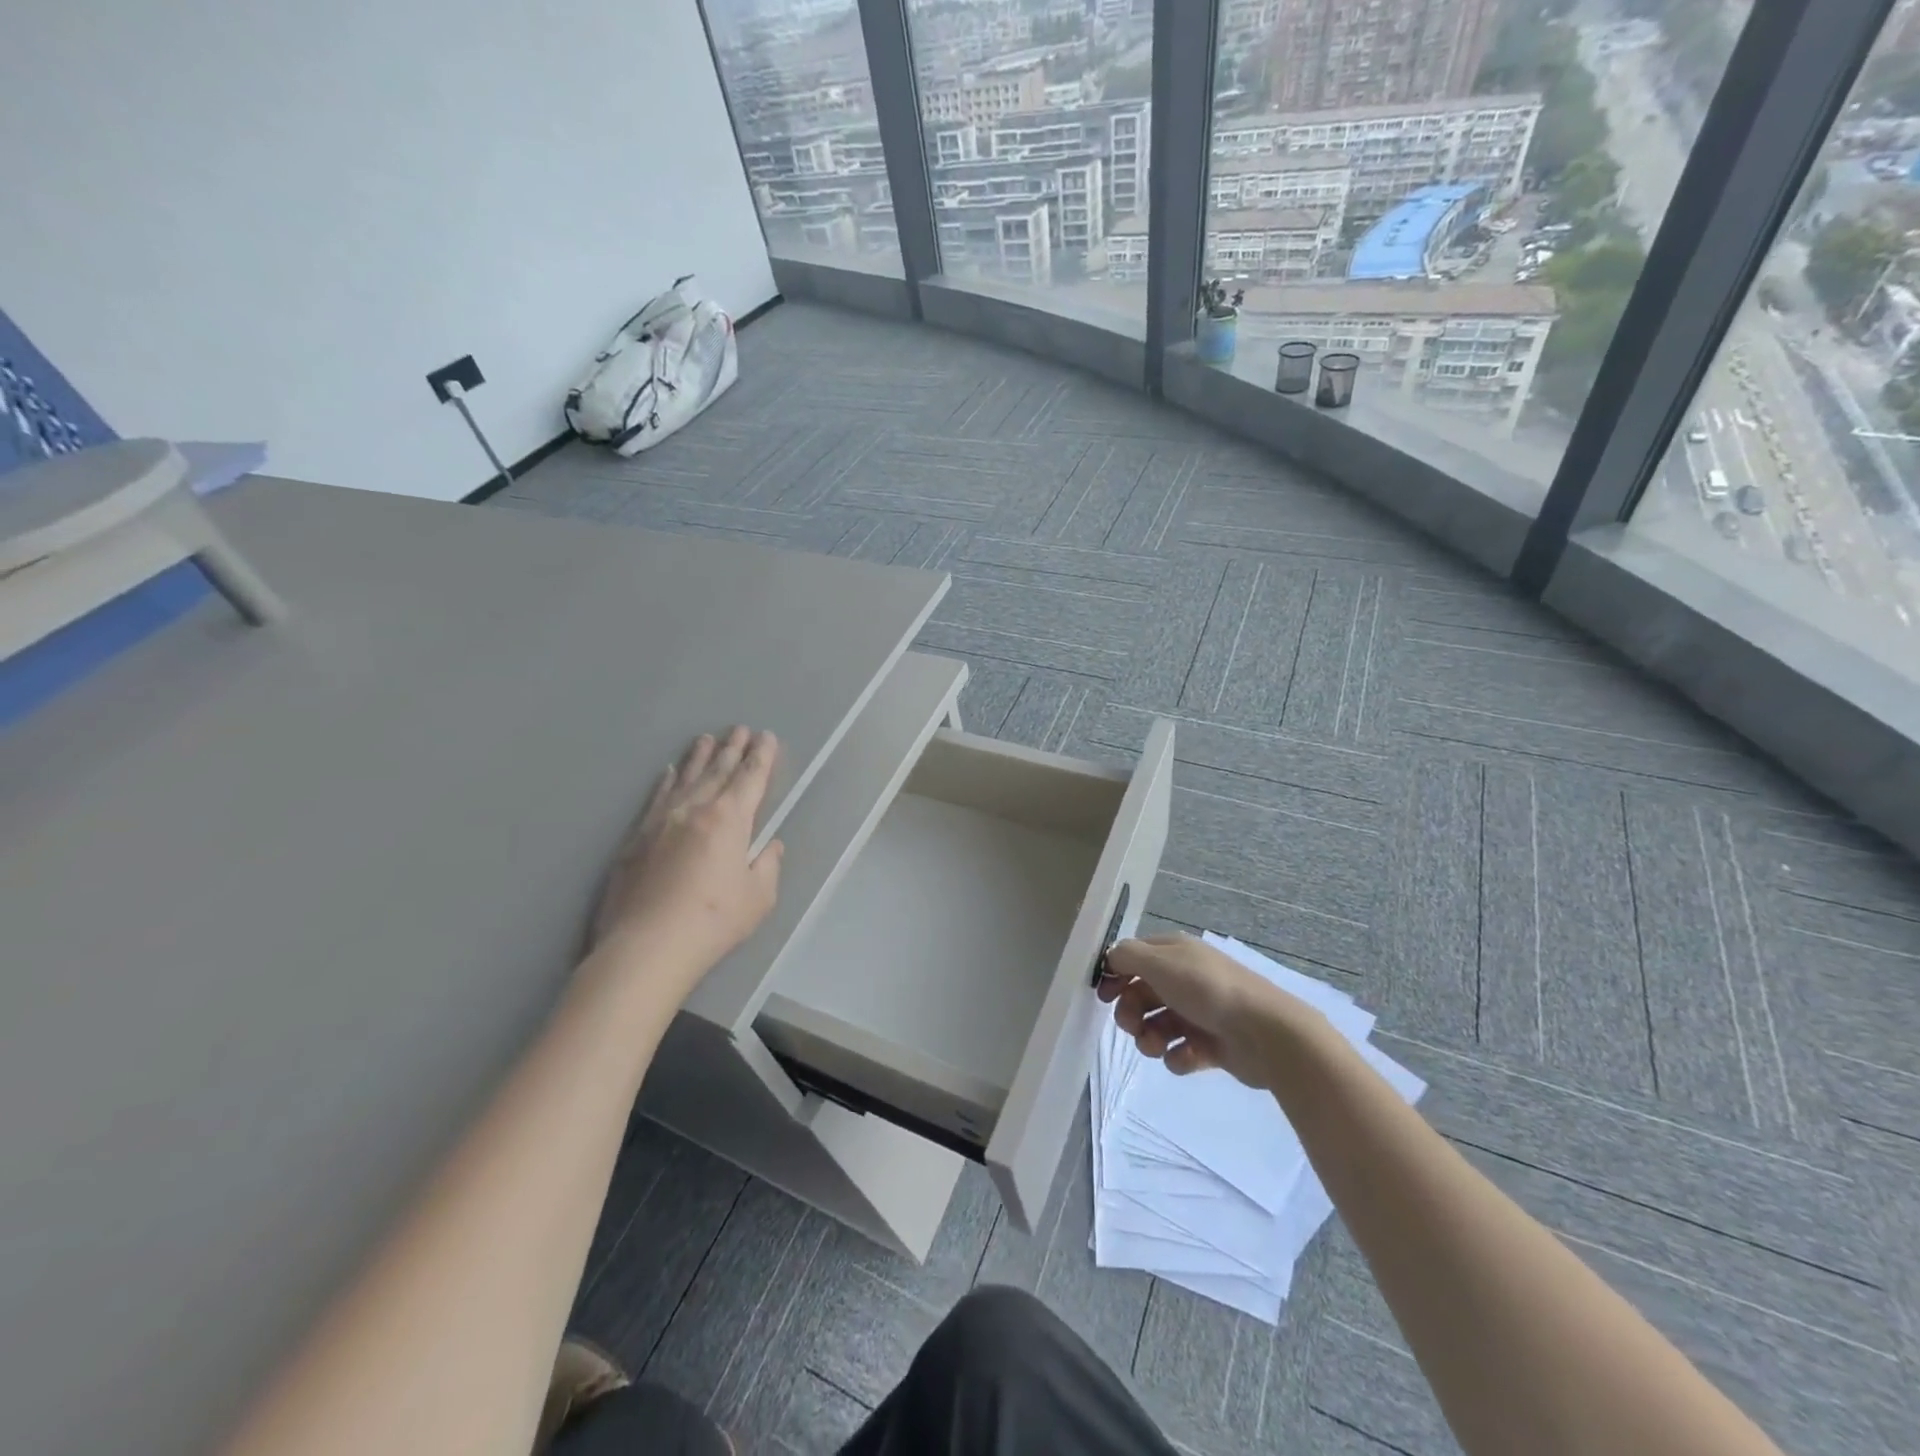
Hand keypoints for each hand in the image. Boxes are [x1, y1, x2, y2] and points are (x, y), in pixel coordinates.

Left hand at [592, 727, 783, 992]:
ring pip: (686, 778)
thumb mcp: (758, 897)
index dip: (762, 757)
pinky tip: (669, 772)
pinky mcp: (637, 837)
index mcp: (730, 820)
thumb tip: (770, 846)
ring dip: (700, 757)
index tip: (767, 737)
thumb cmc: (713, 921)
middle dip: (733, 748)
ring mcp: (663, 820)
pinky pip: (657, 797)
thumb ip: (767, 865)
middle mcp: (696, 809)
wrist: (647, 946)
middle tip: (740, 728)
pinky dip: (667, 781)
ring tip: (707, 738)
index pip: (751, 778)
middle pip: (718, 771)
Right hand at [1098, 934, 1316, 1088]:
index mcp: (1175, 953)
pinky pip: (1181, 1052)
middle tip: (1132, 1026)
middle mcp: (1186, 978)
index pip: (1134, 957)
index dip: (1116, 974)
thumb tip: (1111, 958)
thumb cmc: (1206, 990)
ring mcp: (1200, 1013)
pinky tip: (1188, 1056)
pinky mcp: (1212, 1045)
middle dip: (1130, 1012)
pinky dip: (1178, 1056)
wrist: (1265, 1032)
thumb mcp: (1159, 962)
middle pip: (1142, 994)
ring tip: (1158, 1046)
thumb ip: (1127, 957)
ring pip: (1157, 1025)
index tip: (1104, 995)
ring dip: (1149, 1038)